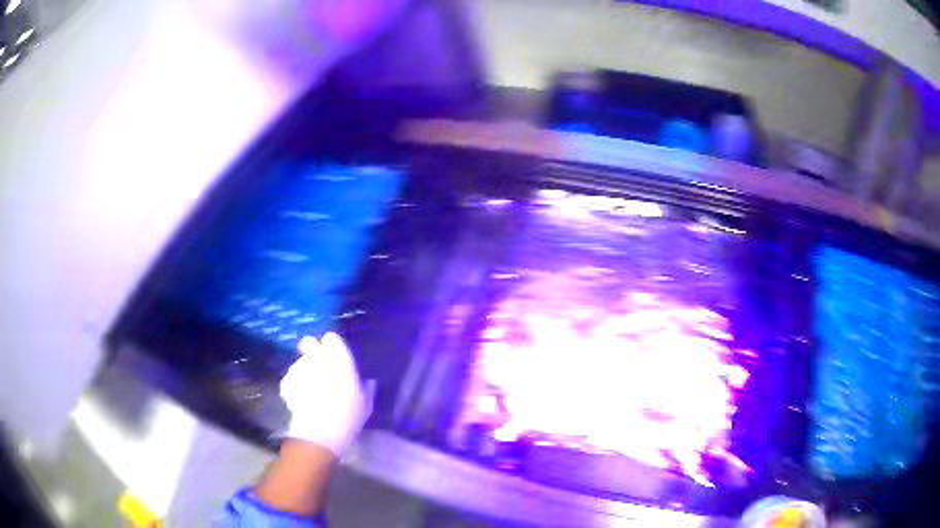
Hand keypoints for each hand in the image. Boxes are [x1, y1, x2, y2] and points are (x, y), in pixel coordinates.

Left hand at [280, 332, 368, 455]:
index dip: (332, 346)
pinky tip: (301, 400)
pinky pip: (290, 380)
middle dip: (311, 351)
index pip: (331, 338)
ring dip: (304, 372)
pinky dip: (294, 387)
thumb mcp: (366, 403)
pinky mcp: (286, 382)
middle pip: (309, 343)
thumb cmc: (349, 413)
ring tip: (310, 390)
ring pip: (299, 363)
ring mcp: (297, 368)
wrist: (320, 430)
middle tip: (318, 367)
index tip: (335, 357)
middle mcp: (315, 356)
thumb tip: (369, 381)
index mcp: (338, 356)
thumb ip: (367, 388)